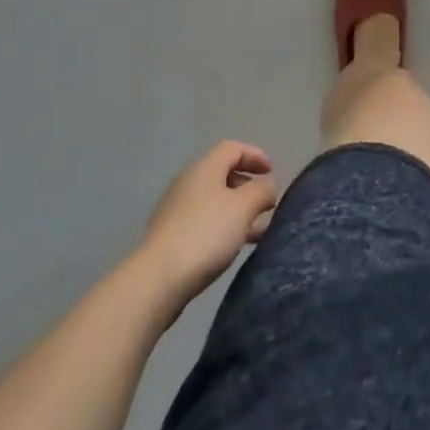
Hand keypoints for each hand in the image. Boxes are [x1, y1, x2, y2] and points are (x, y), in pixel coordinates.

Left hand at [139, 141, 279, 317]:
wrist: (157, 281)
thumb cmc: (206, 234)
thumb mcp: (243, 207)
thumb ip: (262, 191)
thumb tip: (269, 185)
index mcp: (206, 167)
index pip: (234, 148)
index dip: (256, 155)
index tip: (272, 173)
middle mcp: (189, 182)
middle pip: (223, 174)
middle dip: (248, 186)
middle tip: (266, 203)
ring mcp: (176, 210)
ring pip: (215, 202)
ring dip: (238, 211)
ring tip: (258, 230)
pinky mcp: (170, 238)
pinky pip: (204, 223)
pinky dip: (223, 228)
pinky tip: (234, 248)